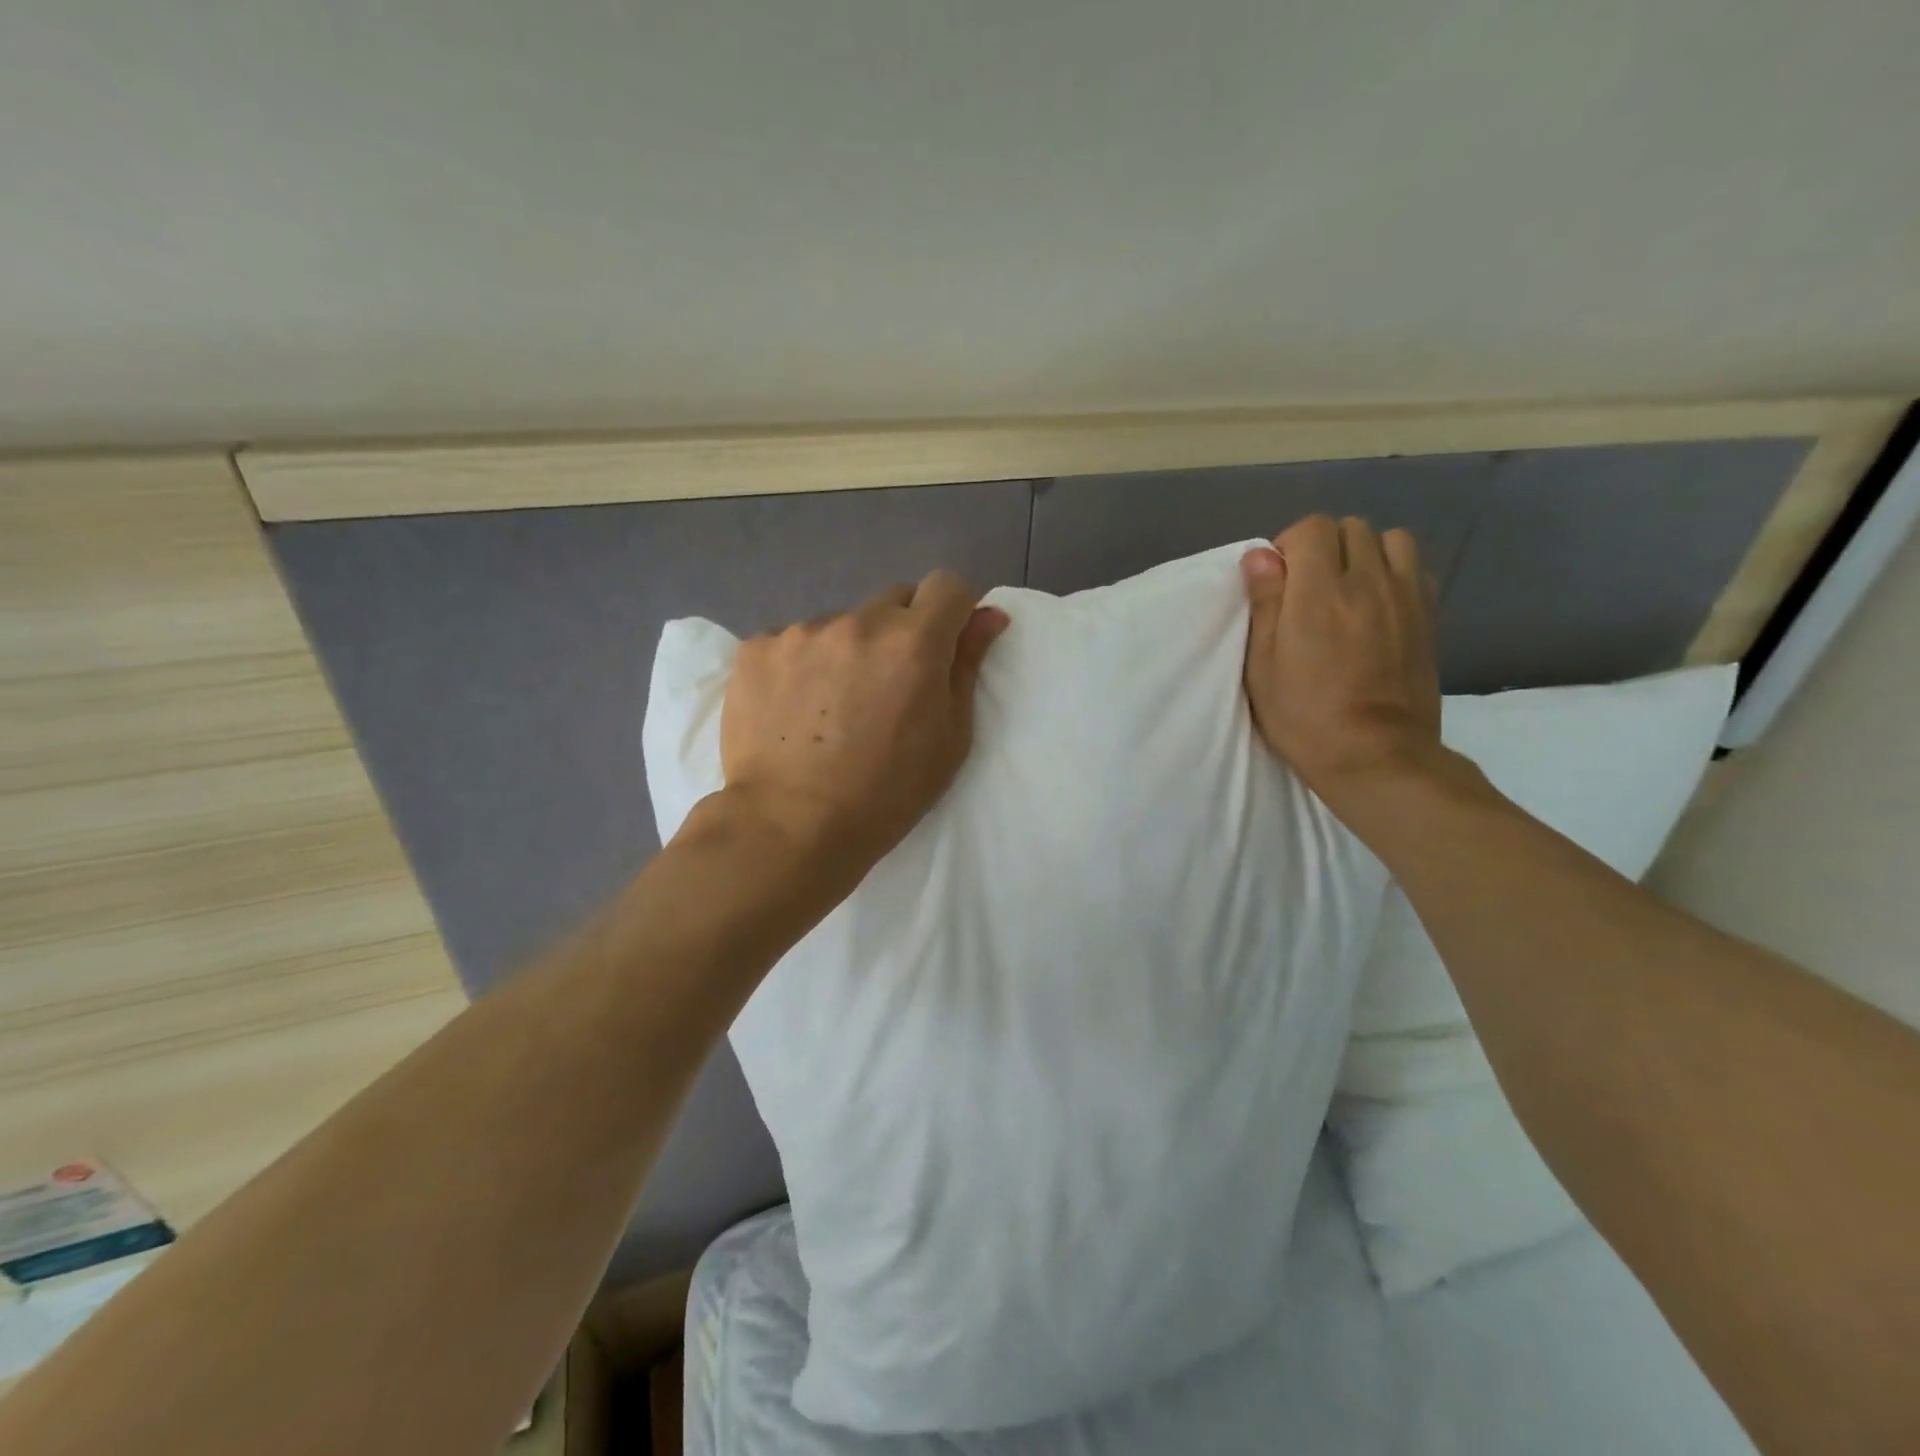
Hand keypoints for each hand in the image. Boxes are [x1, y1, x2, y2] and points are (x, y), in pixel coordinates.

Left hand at [720, 571, 1009, 871]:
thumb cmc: (886, 794)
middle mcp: (858, 622)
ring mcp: (801, 631)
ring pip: (841, 624)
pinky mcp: (756, 649)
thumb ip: (967, 667)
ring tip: (832, 707)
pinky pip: (793, 642)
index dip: (954, 610)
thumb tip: (988, 616)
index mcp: (913, 643)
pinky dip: (801, 665)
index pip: (948, 585)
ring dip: (848, 650)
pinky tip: (793, 710)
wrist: (789, 827)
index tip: (946, 642)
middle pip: (894, 600)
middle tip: (888, 685)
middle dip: (902, 630)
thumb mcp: (949, 740)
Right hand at [1241, 515, 1442, 800]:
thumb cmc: (1305, 716)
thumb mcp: (1263, 667)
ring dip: (1364, 553)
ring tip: (1347, 589)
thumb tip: (1260, 555)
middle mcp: (1368, 582)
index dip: (1289, 546)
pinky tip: (1377, 604)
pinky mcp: (1428, 616)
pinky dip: (1393, 571)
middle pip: (1351, 528)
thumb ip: (1265, 604)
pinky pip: (1414, 568)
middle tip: (1307, 588)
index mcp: (1320, 593)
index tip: (1278, 581)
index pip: (1312, 528)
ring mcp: (1405, 596)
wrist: (1376, 755)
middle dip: (1324, 547)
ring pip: (1390, 540)